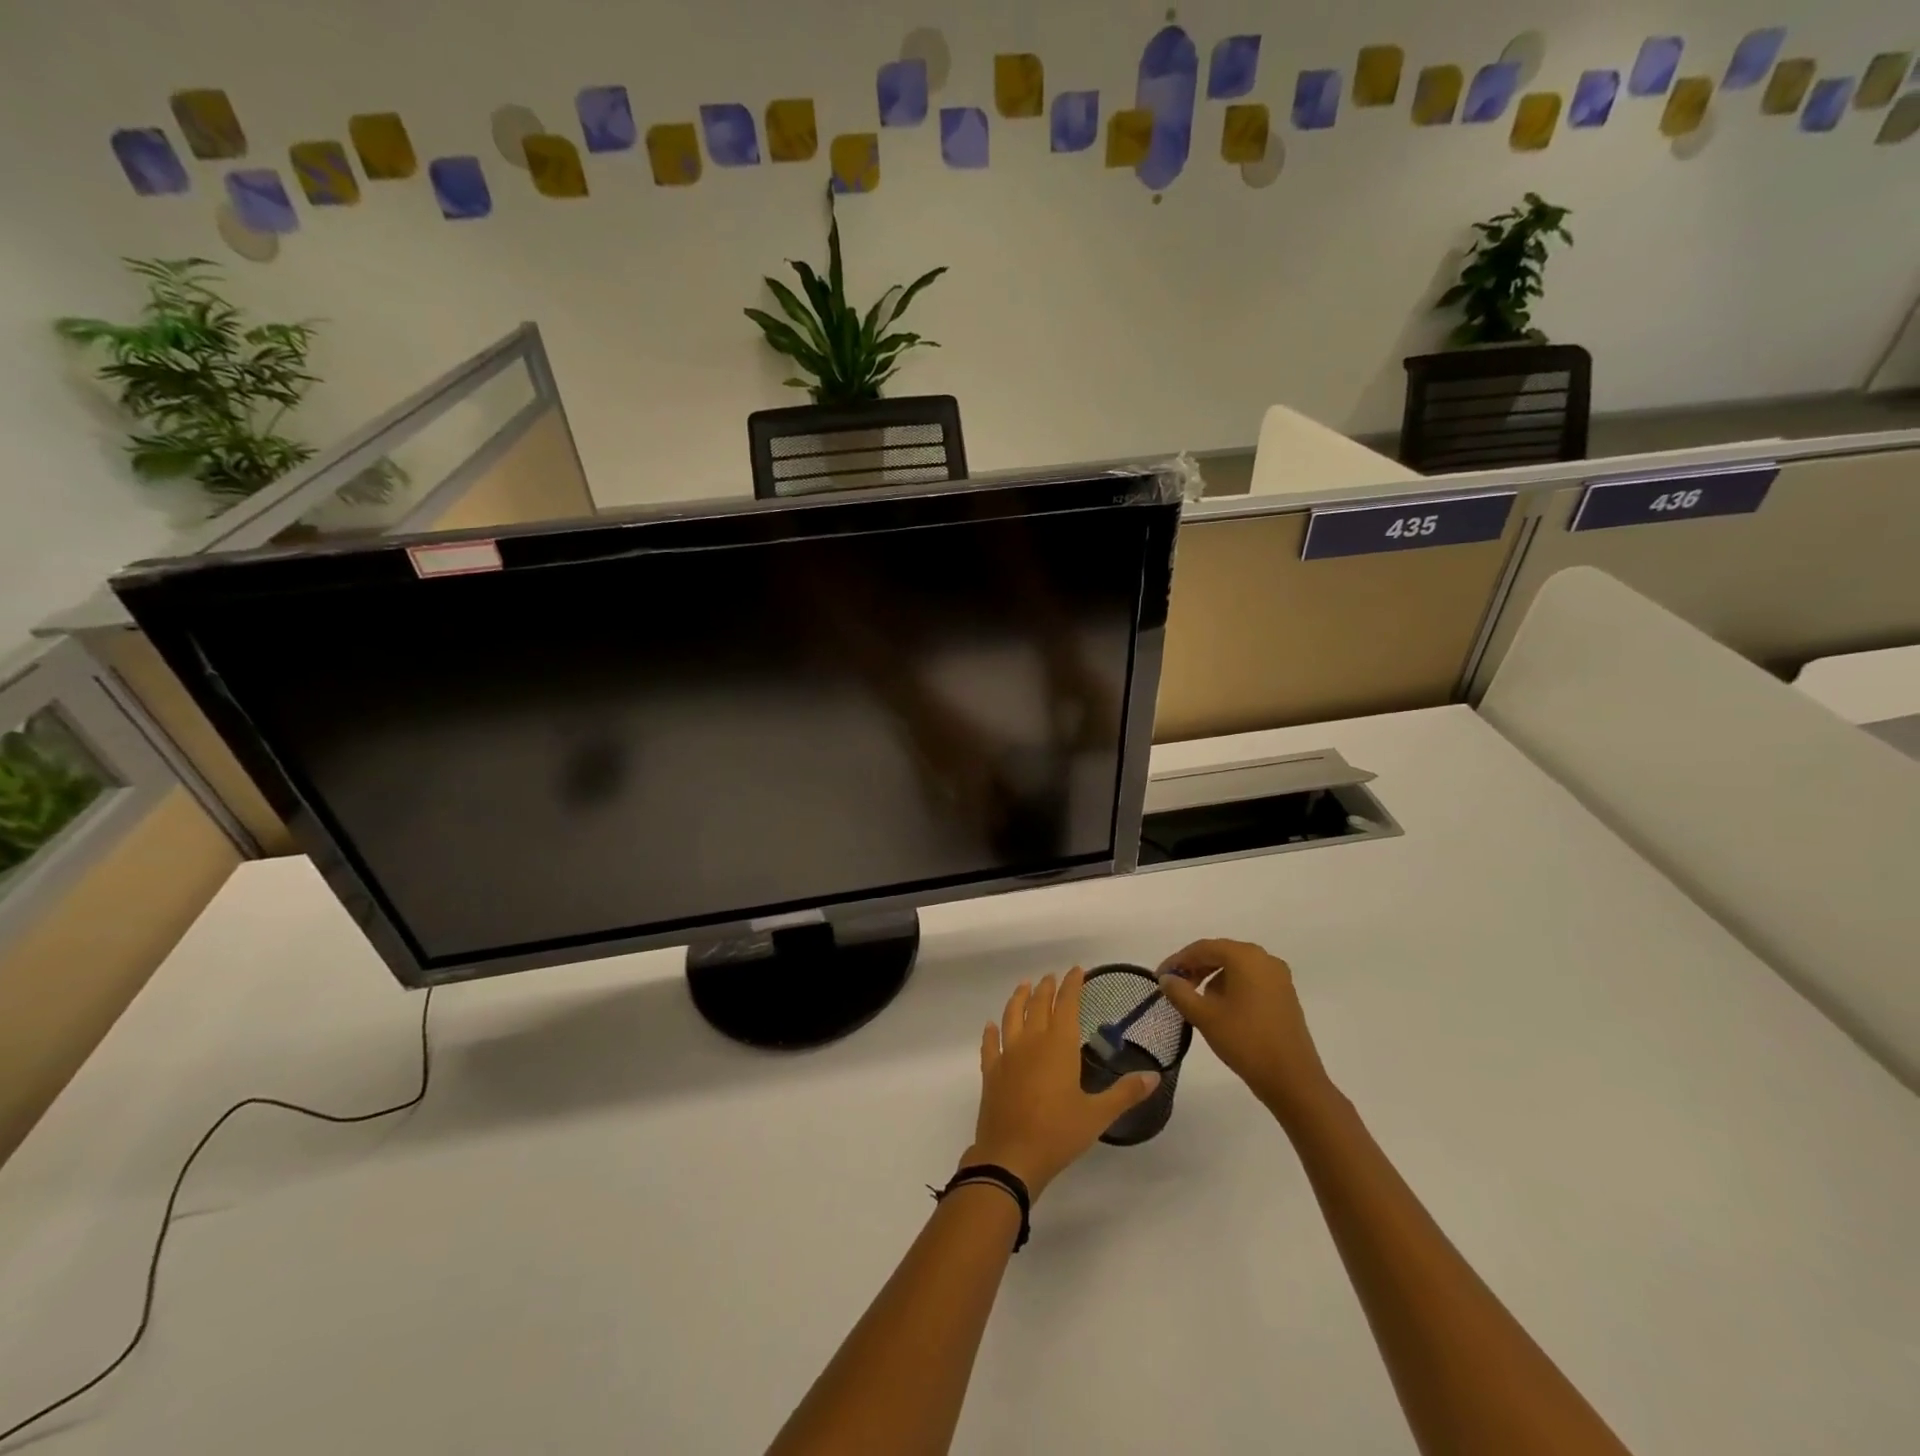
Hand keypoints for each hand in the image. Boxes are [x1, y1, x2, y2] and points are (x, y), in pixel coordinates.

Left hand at [965, 969, 1159, 1198]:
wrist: (1010, 1157)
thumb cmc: (1058, 1134)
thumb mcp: (1097, 1115)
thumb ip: (1125, 1093)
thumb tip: (1153, 1076)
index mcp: (1058, 1046)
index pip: (1067, 1005)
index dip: (1072, 985)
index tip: (1077, 970)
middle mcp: (1031, 1042)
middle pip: (1038, 1005)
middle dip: (1047, 988)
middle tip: (1052, 977)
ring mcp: (1008, 1055)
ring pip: (1011, 1016)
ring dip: (1019, 999)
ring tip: (1024, 986)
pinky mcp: (991, 1072)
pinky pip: (990, 1044)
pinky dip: (991, 1032)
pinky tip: (991, 1025)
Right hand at [1156, 940, 1334, 1116]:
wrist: (1293, 1080)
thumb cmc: (1245, 1041)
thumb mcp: (1204, 1016)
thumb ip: (1179, 992)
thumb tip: (1167, 979)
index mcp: (1245, 956)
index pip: (1203, 948)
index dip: (1178, 960)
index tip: (1159, 977)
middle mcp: (1264, 959)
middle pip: (1221, 954)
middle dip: (1195, 968)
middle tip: (1175, 987)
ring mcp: (1279, 977)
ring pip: (1236, 967)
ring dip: (1213, 978)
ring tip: (1196, 1000)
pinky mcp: (1285, 995)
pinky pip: (1251, 980)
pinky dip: (1231, 987)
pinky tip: (1221, 1008)